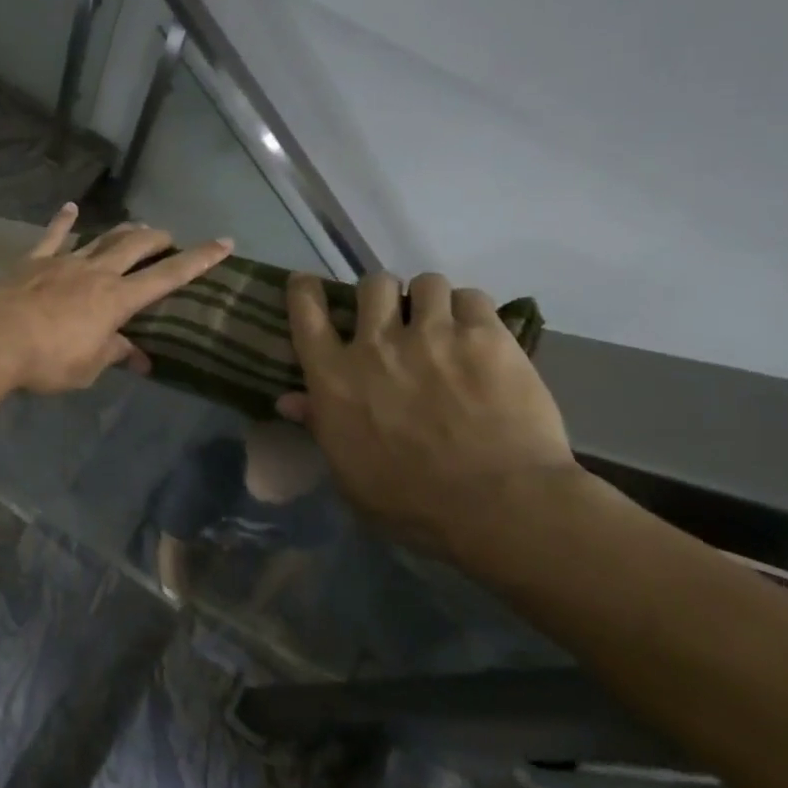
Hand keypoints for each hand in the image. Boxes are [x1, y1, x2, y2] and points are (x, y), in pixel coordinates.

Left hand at [0, 206, 232, 393]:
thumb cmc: (47, 359)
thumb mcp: (88, 367)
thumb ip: (114, 354)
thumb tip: (138, 356)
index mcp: (117, 299)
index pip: (168, 276)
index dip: (199, 260)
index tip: (224, 243)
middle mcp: (97, 272)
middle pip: (136, 246)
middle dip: (158, 239)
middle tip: (169, 239)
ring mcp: (65, 261)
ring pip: (102, 238)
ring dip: (122, 231)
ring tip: (136, 227)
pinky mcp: (34, 260)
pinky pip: (52, 235)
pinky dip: (62, 221)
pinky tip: (69, 208)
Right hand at [276, 272, 577, 561]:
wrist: (498, 505)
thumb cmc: (411, 501)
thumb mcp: (348, 471)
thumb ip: (320, 426)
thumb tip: (288, 401)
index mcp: (334, 376)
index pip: (307, 313)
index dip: (305, 290)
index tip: (307, 284)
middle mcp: (376, 344)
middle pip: (372, 285)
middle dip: (382, 294)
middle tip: (395, 315)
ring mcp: (432, 335)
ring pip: (426, 283)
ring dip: (430, 299)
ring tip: (443, 322)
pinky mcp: (486, 337)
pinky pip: (473, 298)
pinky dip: (471, 311)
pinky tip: (478, 333)